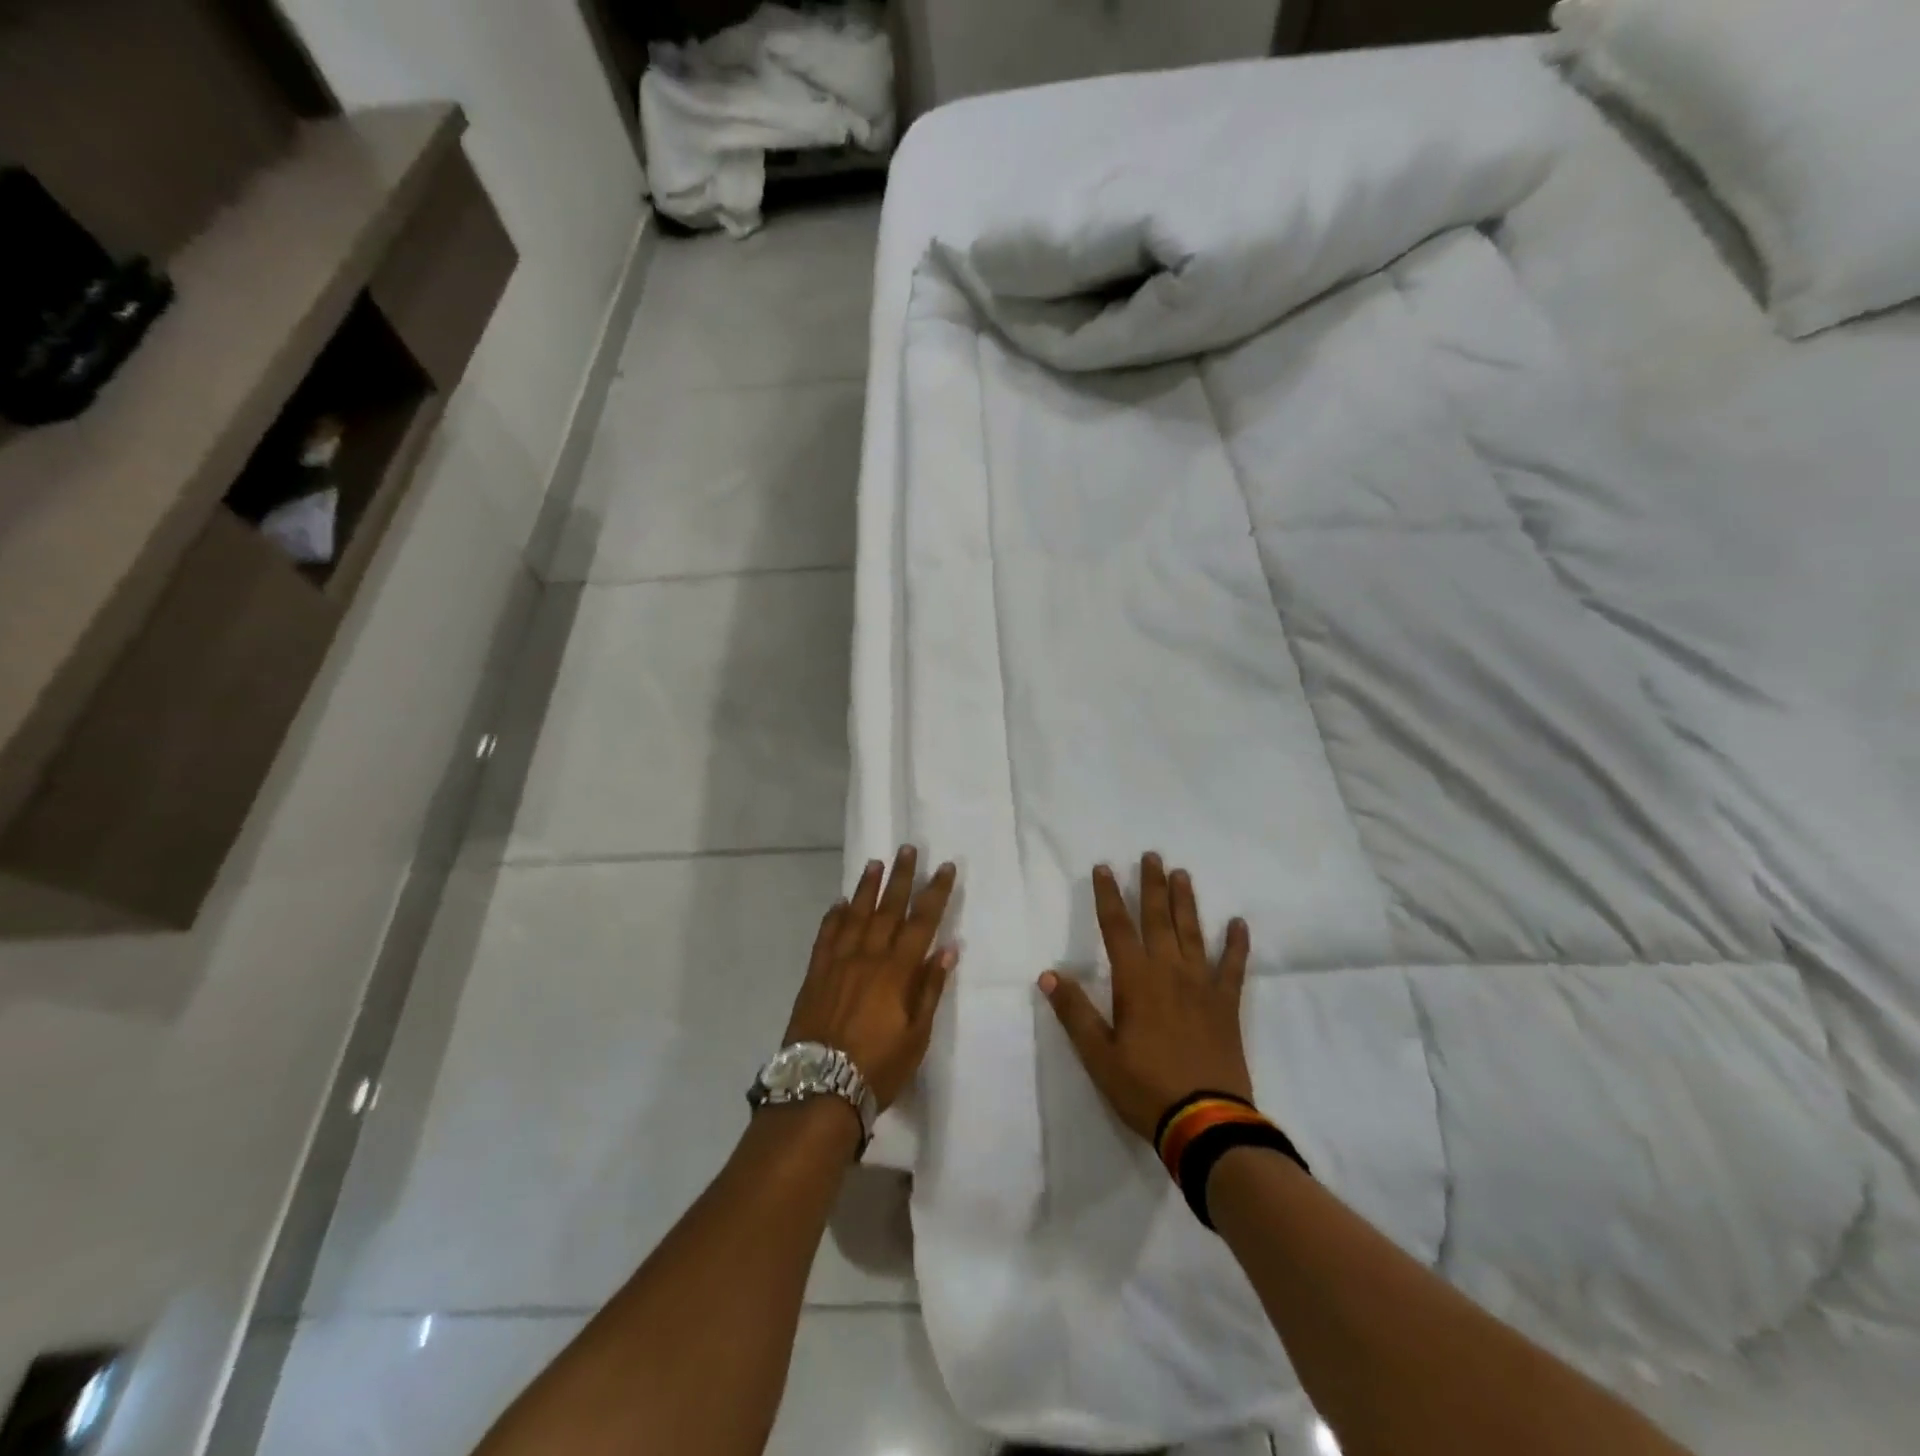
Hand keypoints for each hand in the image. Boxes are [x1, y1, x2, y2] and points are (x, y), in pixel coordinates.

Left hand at [782, 846, 958, 1111]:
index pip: (922, 922)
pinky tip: (839, 903)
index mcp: (897, 971)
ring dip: (867, 888)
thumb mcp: (916, 1036)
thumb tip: (947, 949)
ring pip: (855, 915)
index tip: (945, 867)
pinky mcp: (815, 974)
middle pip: (888, 909)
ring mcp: (838, 963)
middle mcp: (868, 957)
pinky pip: (826, 936)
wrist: (819, 1088)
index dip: (935, 893)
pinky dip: (834, 916)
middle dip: (901, 877)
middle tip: (908, 849)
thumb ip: (930, 989)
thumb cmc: (877, 1067)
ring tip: (876, 863)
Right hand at [1039, 853, 1252, 1141]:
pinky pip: (1233, 967)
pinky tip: (1238, 923)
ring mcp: (1201, 986)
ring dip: (1186, 902)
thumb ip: (1074, 1011)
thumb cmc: (1144, 1087)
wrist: (1205, 1122)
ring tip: (1183, 874)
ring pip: (1192, 933)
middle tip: (1151, 855)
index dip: (1108, 896)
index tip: (1104, 867)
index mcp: (1135, 980)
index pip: (1116, 927)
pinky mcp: (1226, 1005)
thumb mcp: (1097, 1054)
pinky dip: (1236, 944)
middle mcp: (1168, 972)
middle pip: (1158, 919)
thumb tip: (1048, 974)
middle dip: (1152, 885)